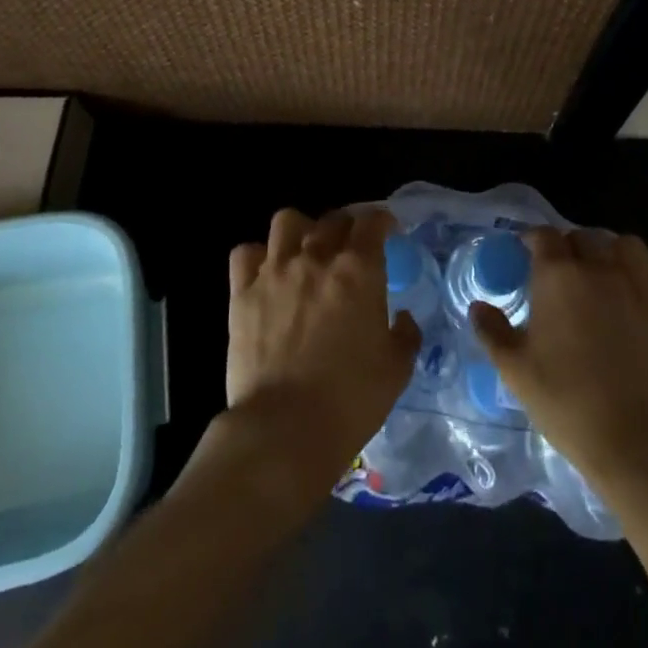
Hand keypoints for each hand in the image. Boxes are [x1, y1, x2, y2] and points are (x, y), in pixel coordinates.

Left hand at [224, 207, 421, 496]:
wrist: (285, 428)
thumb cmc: (350, 400)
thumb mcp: (396, 370)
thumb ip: (405, 335)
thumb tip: (402, 317)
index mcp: (358, 270)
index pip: (371, 221)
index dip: (381, 221)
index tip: (386, 231)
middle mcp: (316, 257)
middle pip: (332, 219)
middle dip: (345, 227)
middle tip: (349, 249)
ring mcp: (275, 270)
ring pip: (286, 221)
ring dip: (300, 231)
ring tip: (304, 251)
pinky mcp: (242, 291)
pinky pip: (245, 253)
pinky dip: (258, 257)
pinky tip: (266, 274)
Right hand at [469, 227, 647, 492]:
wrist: (637, 444)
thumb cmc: (568, 404)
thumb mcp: (515, 372)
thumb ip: (492, 332)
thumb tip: (478, 307)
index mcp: (558, 276)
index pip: (543, 235)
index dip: (533, 241)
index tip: (526, 256)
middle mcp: (601, 269)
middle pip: (585, 236)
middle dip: (572, 247)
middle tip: (564, 275)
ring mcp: (642, 287)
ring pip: (630, 245)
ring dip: (617, 253)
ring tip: (609, 276)